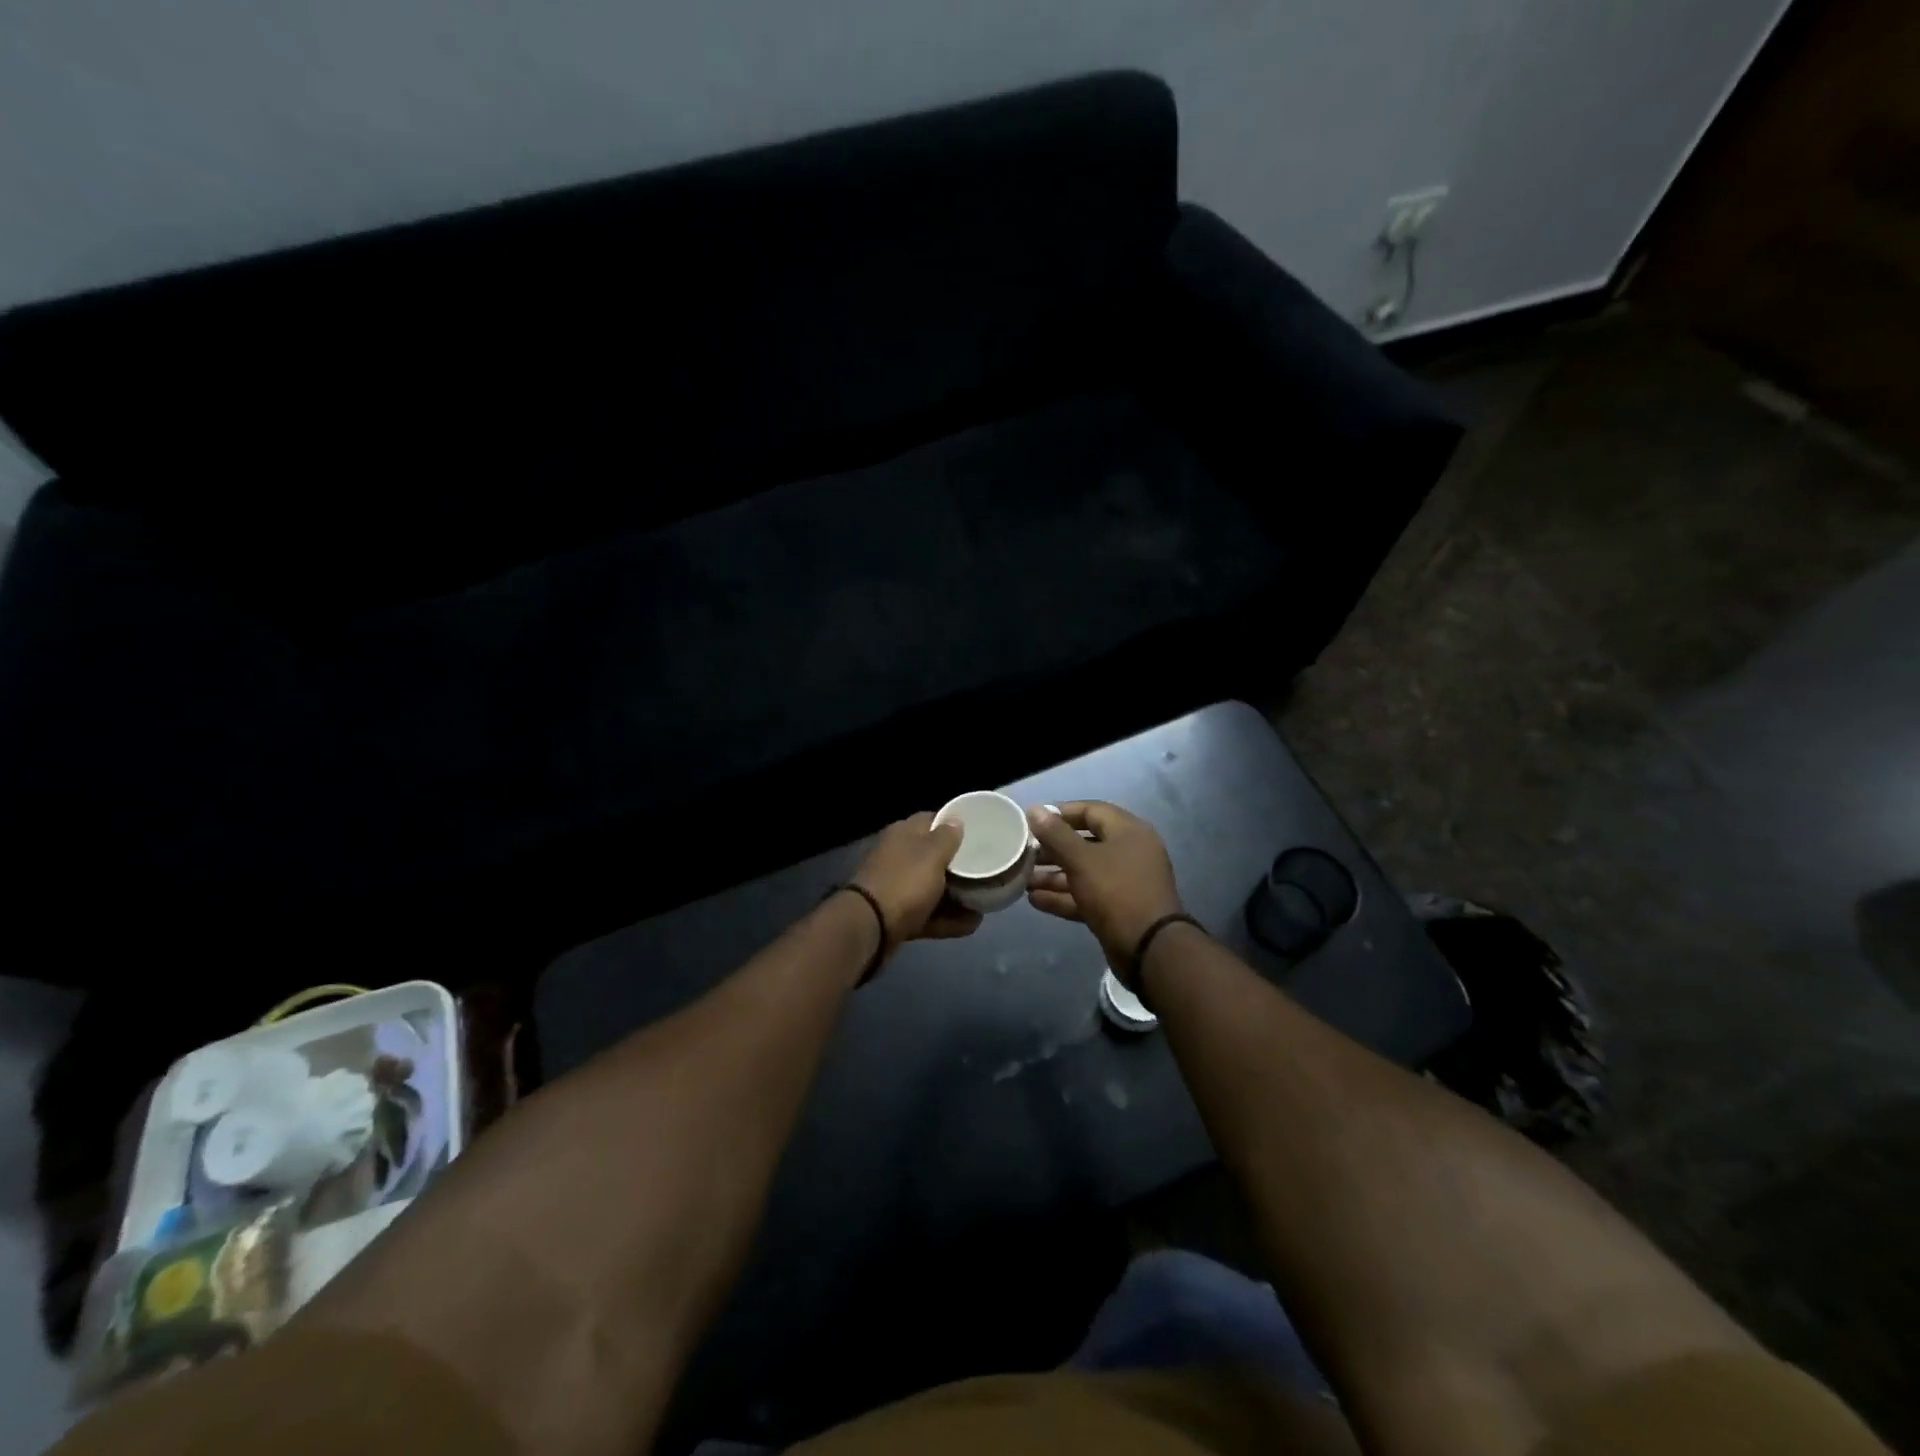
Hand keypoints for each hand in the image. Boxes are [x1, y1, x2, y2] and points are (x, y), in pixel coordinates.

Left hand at [849, 812, 981, 956]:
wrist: (870, 926)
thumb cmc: (905, 881)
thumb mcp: (932, 854)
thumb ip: (947, 836)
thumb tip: (956, 820)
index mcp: (903, 834)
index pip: (931, 820)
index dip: (954, 825)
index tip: (978, 834)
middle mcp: (898, 857)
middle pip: (933, 856)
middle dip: (958, 865)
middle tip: (984, 869)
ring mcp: (896, 887)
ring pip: (931, 888)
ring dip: (956, 896)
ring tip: (985, 902)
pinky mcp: (897, 915)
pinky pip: (928, 914)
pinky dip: (947, 919)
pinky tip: (971, 924)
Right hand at [1026, 801, 1183, 985]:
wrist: (1149, 948)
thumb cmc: (1115, 891)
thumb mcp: (1081, 859)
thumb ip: (1056, 834)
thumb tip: (1034, 809)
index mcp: (1128, 831)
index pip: (1091, 810)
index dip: (1061, 813)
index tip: (1033, 821)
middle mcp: (1129, 852)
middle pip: (1085, 842)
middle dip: (1053, 848)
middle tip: (1024, 853)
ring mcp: (1124, 882)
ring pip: (1084, 872)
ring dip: (1054, 875)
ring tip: (1023, 879)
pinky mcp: (1118, 909)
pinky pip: (1087, 895)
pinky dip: (1064, 896)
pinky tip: (1034, 900)